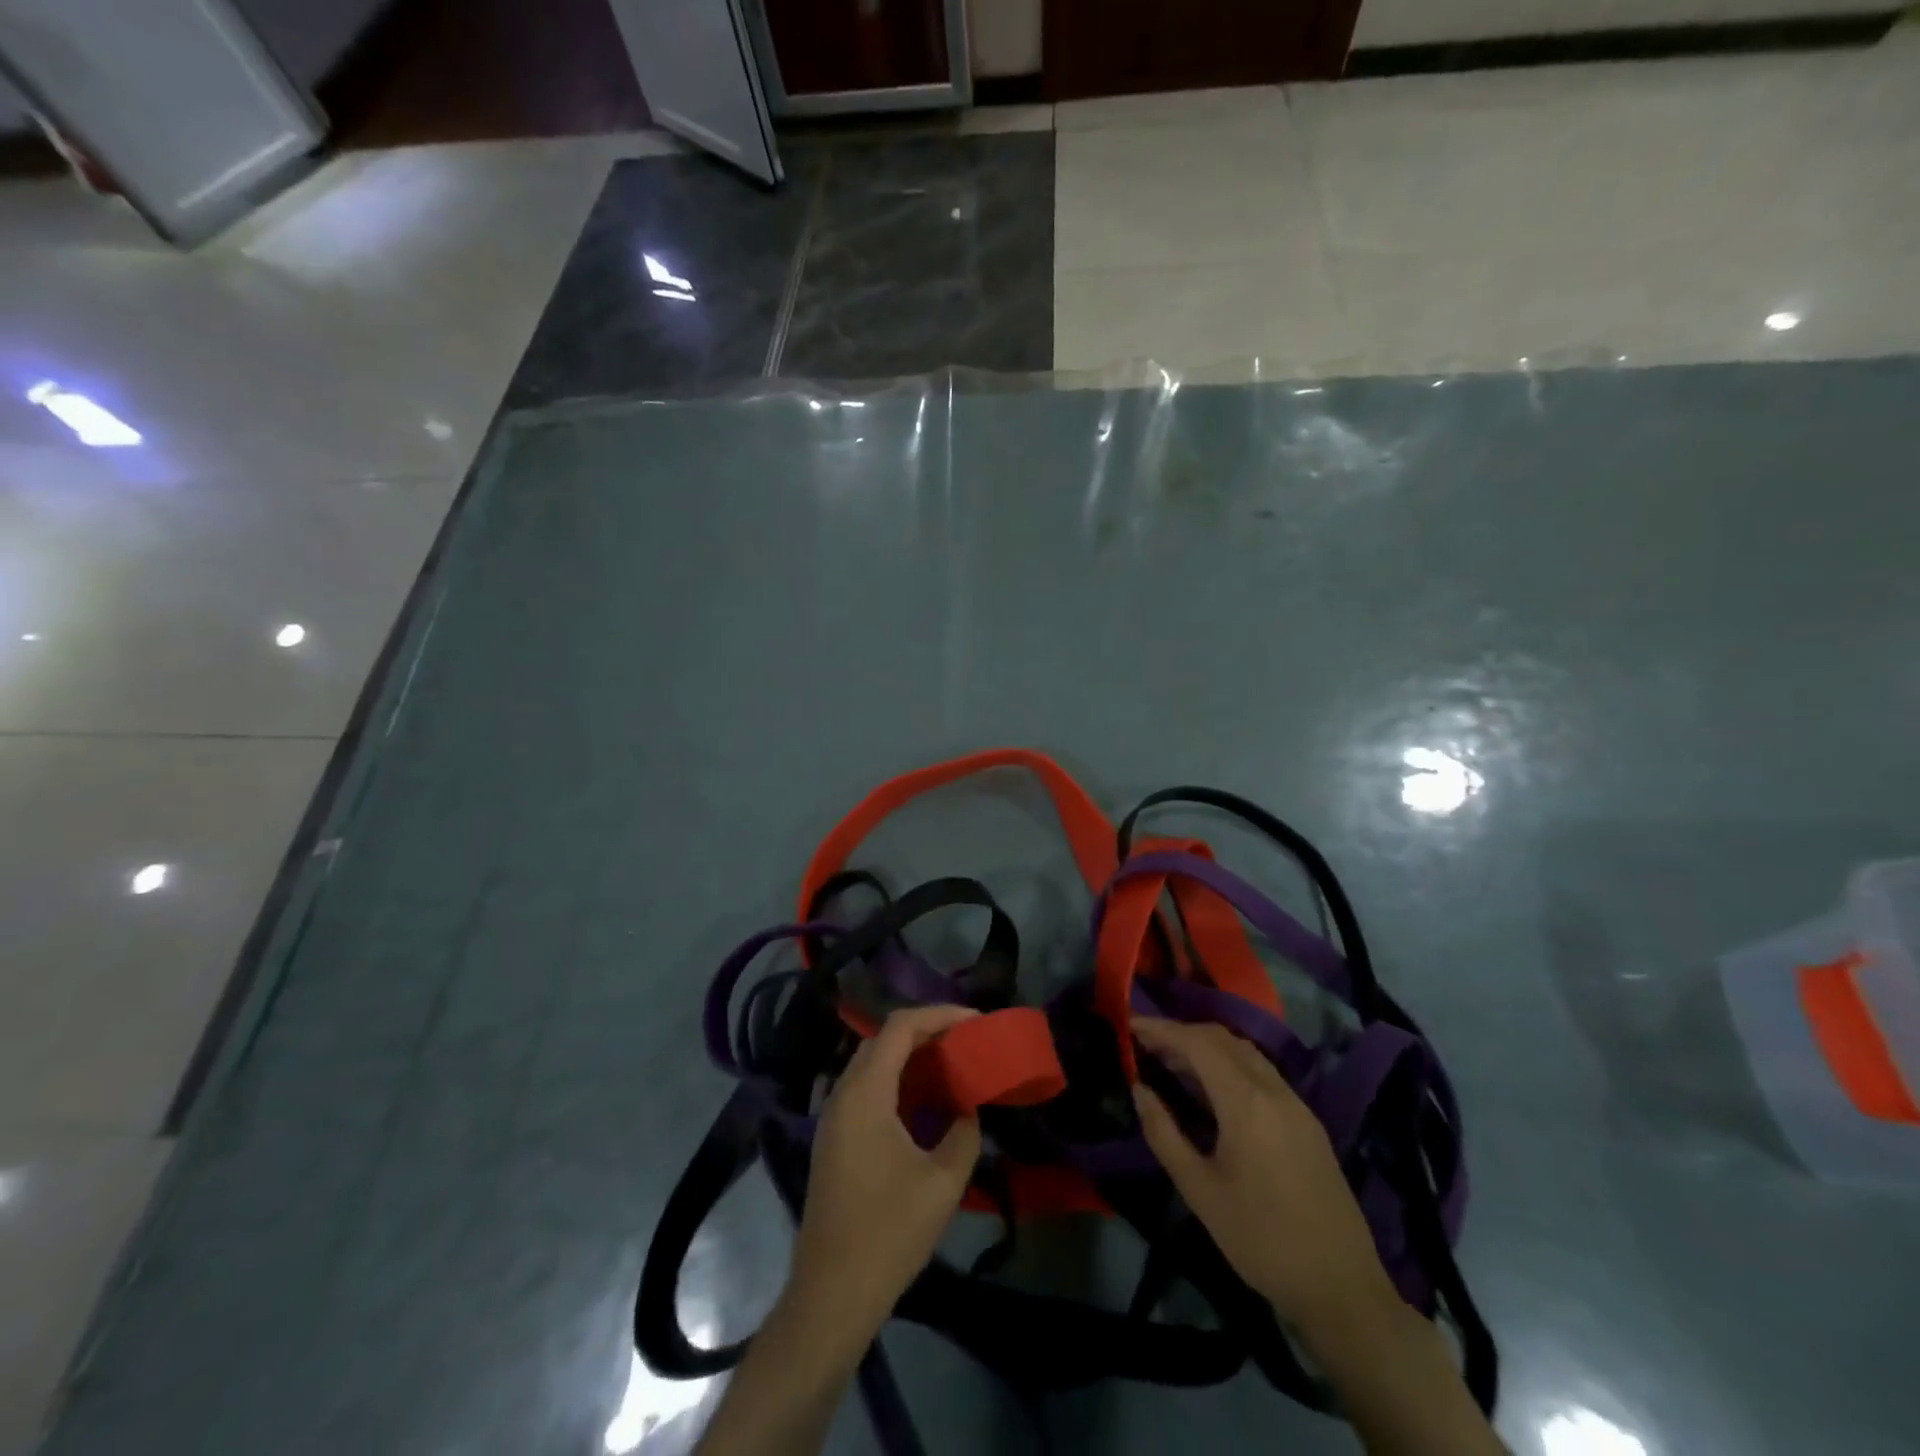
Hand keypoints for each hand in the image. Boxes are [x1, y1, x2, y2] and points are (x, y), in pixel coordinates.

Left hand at [787, 1006, 982, 1343]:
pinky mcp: (834, 1138)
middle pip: (883, 1038)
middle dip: (926, 1030)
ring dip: (910, 1055)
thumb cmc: (888, 1233)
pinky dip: (896, 1079)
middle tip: (965, 1040)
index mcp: (866, 1094)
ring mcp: (833, 1116)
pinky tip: (923, 1100)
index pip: (900, 1027)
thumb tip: (969, 1109)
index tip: (975, 1021)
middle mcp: (843, 1094)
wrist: (831, 1293)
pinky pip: (866, 1088)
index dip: (939, 1014)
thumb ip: (964, 1134)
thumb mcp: (942, 1183)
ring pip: (872, 1062)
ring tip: (950, 1063)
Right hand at [1131, 1017, 1401, 1339]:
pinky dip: (1229, 1063)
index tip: (1130, 1024)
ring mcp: (1296, 1103)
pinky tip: (1212, 1087)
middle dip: (1181, 1033)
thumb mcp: (1200, 1191)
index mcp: (1246, 1102)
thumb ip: (1164, 1134)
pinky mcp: (1307, 1121)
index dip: (1161, 1029)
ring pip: (1245, 1052)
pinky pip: (1262, 1072)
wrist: (1342, 1289)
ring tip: (1172, 1061)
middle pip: (1222, 1038)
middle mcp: (1274, 1090)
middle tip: (1146, 1043)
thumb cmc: (1261, 1240)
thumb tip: (1139, 1089)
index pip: (1197, 1043)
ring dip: (1207, 1046)